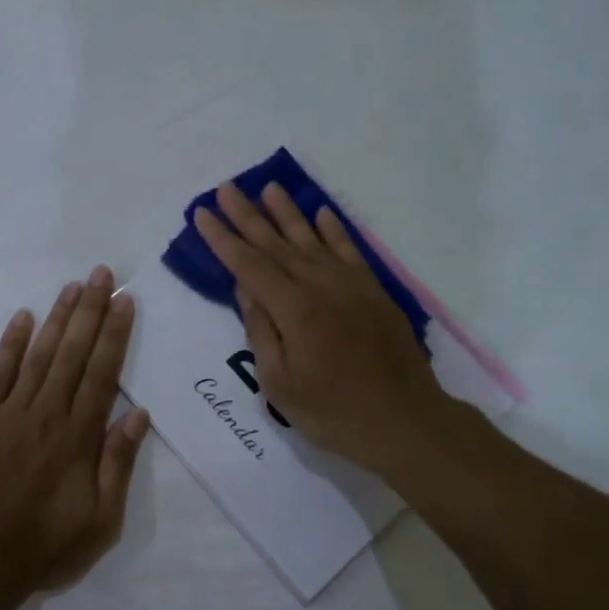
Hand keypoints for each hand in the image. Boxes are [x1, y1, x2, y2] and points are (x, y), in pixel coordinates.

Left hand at [0, 265, 149, 596]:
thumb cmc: (47, 545)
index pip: (103, 373)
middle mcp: (47, 413)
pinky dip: (10, 343)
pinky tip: (22, 317)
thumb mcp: (102, 520)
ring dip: (57, 318)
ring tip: (71, 286)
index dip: (115, 334)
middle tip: (101, 274)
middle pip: (73, 353)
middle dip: (90, 310)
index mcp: (79, 436)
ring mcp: (9, 412)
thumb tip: (139, 414)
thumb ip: (118, 464)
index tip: (124, 301)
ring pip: (39, 354)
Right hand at [193, 182, 444, 476]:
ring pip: (312, 240)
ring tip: (268, 187)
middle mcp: (322, 286)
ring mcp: (352, 286)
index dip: (223, 239)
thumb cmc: (333, 413)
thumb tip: (246, 289)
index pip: (249, 265)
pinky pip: (349, 251)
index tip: (202, 213)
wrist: (406, 422)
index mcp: (295, 310)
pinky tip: (321, 213)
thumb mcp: (280, 384)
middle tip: (226, 188)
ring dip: (288, 213)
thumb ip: (260, 331)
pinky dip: (334, 230)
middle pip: (277, 244)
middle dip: (248, 216)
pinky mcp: (374, 292)